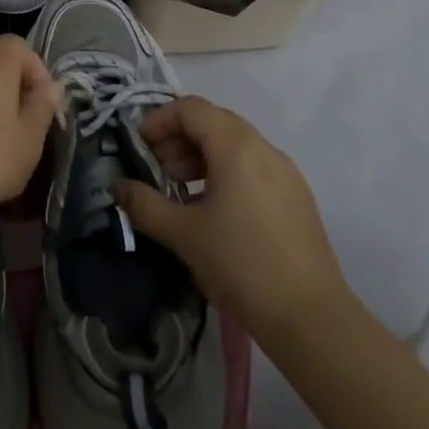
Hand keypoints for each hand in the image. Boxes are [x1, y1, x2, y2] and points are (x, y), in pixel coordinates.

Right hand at [113, 95, 352, 342]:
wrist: (312, 320)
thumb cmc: (241, 265)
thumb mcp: (184, 235)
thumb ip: (146, 205)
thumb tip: (117, 187)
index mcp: (235, 146)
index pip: (191, 109)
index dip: (160, 119)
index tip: (141, 145)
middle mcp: (263, 147)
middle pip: (214, 122)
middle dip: (180, 138)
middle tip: (158, 168)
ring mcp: (285, 172)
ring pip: (235, 144)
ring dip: (202, 155)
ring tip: (182, 189)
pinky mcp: (297, 197)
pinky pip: (254, 166)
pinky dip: (227, 171)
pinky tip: (215, 209)